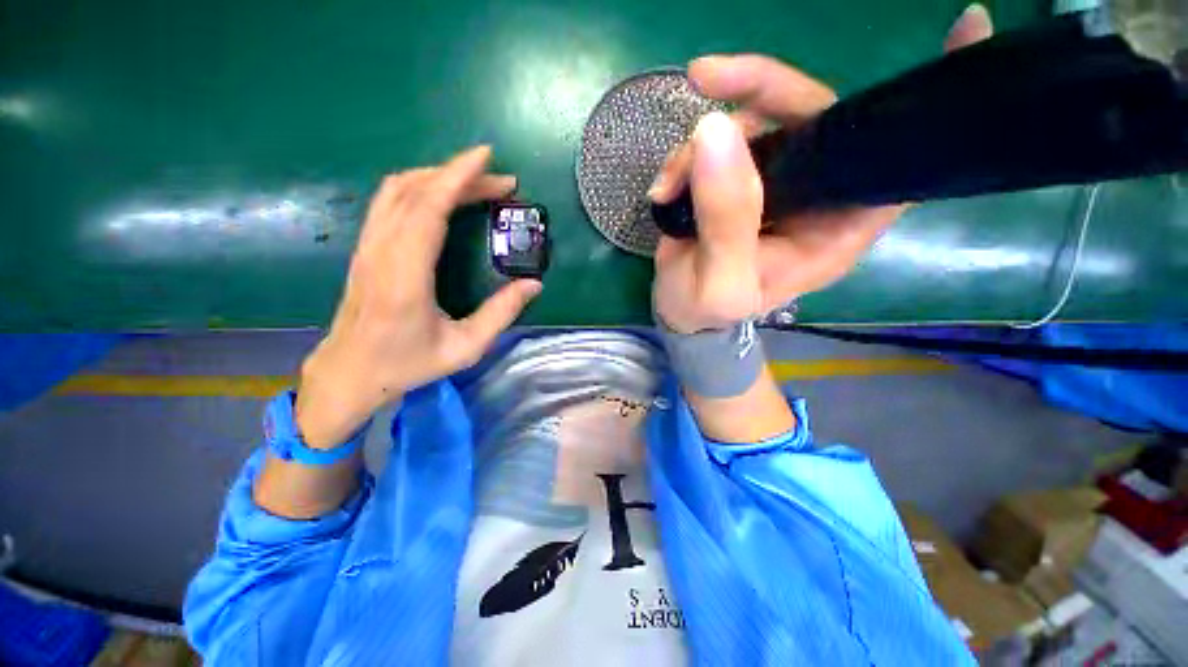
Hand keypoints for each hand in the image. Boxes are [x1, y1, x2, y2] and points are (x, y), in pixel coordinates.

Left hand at [295, 146, 540, 447]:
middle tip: (501, 183)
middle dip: (460, 176)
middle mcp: (381, 251)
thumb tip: (534, 284)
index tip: (487, 158)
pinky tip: (442, 198)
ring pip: (397, 190)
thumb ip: (501, 314)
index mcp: (405, 276)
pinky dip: (420, 188)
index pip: (428, 207)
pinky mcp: (365, 248)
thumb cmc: (407, 365)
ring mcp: (368, 246)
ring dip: (438, 177)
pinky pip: (390, 202)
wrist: (349, 373)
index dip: (458, 177)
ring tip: (475, 184)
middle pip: (416, 190)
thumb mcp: (465, 348)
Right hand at [650, 5, 993, 320]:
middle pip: (814, 115)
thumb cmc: (708, 310)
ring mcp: (774, 183)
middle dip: (760, 90)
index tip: (967, 26)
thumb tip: (715, 132)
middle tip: (707, 78)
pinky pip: (720, 142)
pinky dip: (685, 158)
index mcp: (834, 229)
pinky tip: (664, 189)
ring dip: (703, 143)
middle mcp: (814, 196)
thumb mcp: (720, 281)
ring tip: (669, 184)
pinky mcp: (739, 180)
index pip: (896, 163)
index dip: (926, 104)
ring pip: (755, 123)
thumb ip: (726, 220)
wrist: (681, 313)